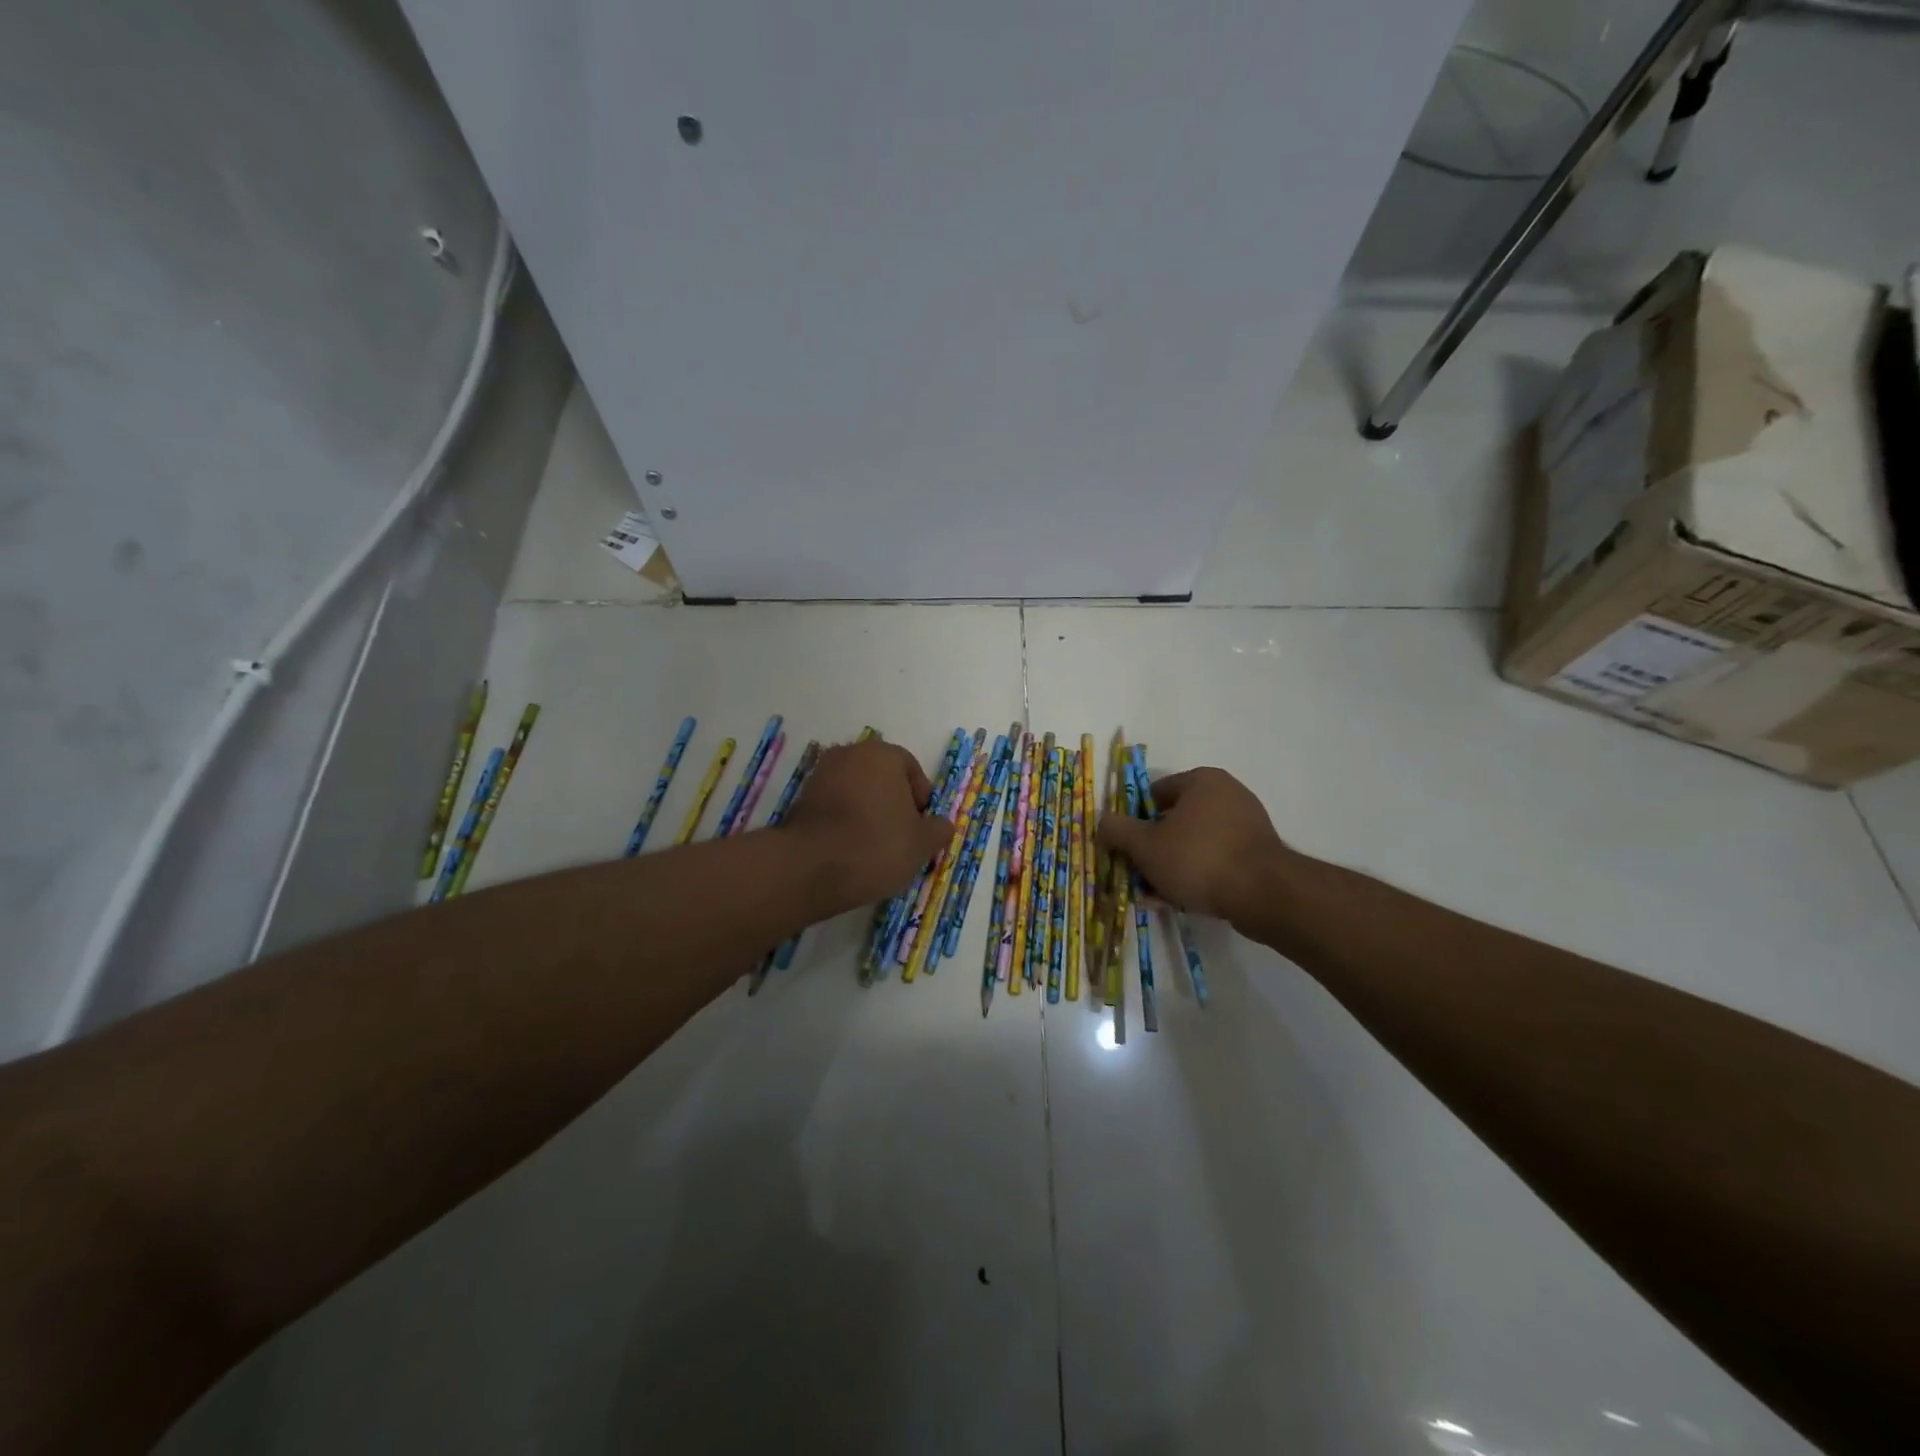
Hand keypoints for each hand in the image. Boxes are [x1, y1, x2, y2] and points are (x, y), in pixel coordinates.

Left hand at [779, 740, 956, 907]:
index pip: (911, 769)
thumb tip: (942, 825)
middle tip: (900, 838)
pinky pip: (834, 806)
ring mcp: (821, 774)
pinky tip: (849, 849)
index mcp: (883, 754)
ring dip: (867, 812)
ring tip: (873, 848)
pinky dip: (843, 822)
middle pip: (882, 778)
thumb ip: (938, 829)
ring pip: (856, 791)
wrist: (811, 868)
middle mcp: (850, 754)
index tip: (920, 829)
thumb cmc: (877, 846)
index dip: (921, 801)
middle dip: (893, 804)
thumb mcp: (922, 844)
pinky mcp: (800, 799)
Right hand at [1097, 767, 1291, 922]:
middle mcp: (1227, 794)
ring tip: (1156, 897)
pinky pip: (1216, 861)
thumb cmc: (1198, 858)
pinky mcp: (1258, 854)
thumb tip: (1103, 822)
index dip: (1134, 821)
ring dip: (1171, 869)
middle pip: (1174, 822)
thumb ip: (1118, 830)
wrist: (1263, 894)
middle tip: (1138, 877)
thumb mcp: (1145, 845)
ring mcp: (1246, 825)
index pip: (1154, 794)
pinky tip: (1182, 902)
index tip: (1125, 848)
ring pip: (1193, 845)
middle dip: (1152, 851)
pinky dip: (1197, 877)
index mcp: (1201, 781)